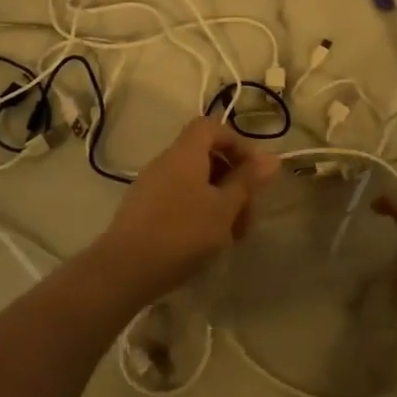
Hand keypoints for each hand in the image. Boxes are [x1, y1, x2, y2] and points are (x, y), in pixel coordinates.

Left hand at [85, 118, 279, 309]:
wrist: (124, 270)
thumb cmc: (182, 233)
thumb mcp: (224, 208)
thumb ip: (247, 182)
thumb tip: (271, 158)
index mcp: (185, 153)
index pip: (211, 127)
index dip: (236, 143)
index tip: (253, 173)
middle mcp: (166, 162)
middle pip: (206, 156)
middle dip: (233, 182)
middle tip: (248, 216)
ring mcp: (151, 186)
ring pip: (195, 182)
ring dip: (219, 202)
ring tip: (232, 237)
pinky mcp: (143, 210)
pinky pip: (179, 199)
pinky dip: (199, 212)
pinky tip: (207, 243)